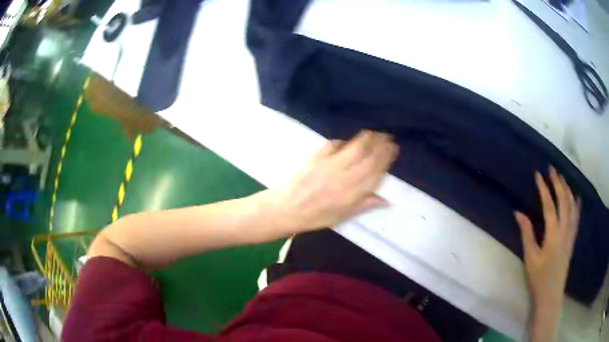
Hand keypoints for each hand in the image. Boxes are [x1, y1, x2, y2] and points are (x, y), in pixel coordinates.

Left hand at [276, 130, 397, 231]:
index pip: (374, 171)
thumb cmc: (317, 216)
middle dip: (379, 144)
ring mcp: (329, 165)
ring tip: (374, 132)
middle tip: (387, 136)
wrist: (287, 209)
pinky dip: (342, 141)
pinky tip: (347, 140)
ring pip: (352, 147)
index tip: (394, 149)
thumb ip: (364, 205)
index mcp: (351, 193)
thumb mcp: (343, 216)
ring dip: (365, 138)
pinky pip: (333, 145)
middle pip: (366, 156)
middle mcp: (343, 176)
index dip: (386, 158)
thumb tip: (386, 200)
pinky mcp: (316, 157)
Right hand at [515, 166, 580, 309]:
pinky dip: (577, 205)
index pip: (549, 205)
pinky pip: (577, 217)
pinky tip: (576, 197)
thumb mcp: (530, 258)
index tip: (538, 174)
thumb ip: (527, 234)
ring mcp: (570, 234)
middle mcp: (564, 230)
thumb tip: (518, 213)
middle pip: (563, 200)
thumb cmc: (538, 278)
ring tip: (562, 178)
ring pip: (572, 206)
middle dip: (558, 183)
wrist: (551, 294)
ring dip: (567, 189)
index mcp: (553, 234)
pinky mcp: (572, 239)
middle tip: (552, 169)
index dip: (544, 188)